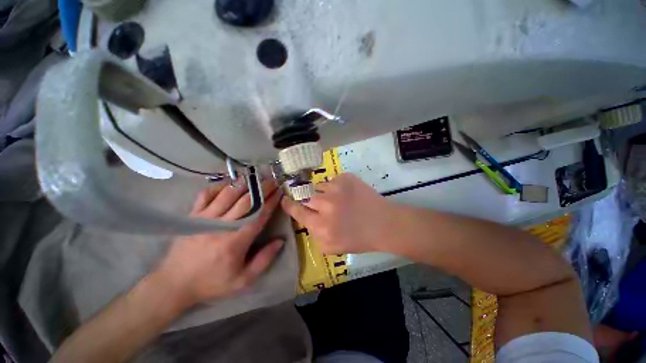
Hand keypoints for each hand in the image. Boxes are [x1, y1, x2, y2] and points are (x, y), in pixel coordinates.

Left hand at [155, 180, 283, 308]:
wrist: (174, 284)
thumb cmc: (212, 282)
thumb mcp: (243, 280)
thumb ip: (264, 259)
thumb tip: (280, 241)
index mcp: (237, 240)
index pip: (259, 214)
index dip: (271, 201)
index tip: (280, 191)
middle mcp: (223, 225)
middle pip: (247, 200)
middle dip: (262, 188)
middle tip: (272, 180)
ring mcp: (206, 218)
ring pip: (228, 193)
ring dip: (244, 183)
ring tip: (256, 177)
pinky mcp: (193, 216)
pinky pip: (206, 194)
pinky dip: (218, 186)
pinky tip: (229, 184)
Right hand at [281, 173, 397, 254]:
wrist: (383, 224)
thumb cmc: (358, 239)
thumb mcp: (331, 248)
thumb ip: (314, 235)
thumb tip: (306, 219)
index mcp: (321, 225)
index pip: (297, 211)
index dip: (289, 204)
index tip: (285, 199)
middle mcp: (325, 204)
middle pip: (306, 196)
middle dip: (309, 199)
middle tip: (319, 203)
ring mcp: (336, 188)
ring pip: (319, 186)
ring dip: (324, 193)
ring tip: (337, 200)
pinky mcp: (346, 178)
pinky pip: (332, 180)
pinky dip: (336, 187)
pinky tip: (346, 195)